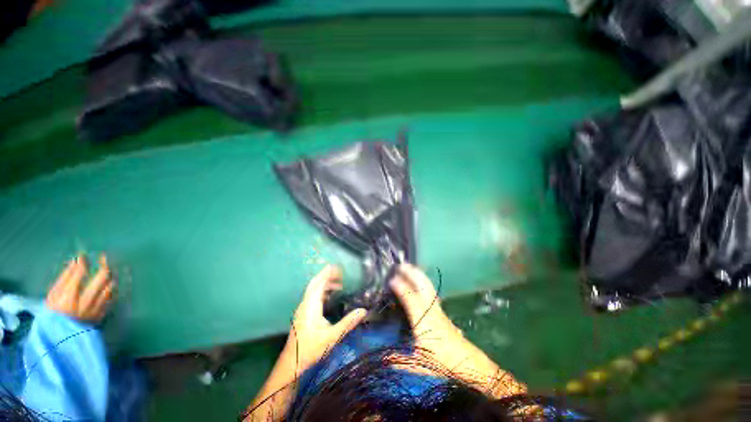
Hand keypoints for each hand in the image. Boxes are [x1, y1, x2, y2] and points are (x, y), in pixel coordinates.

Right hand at [45, 254, 114, 322]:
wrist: (60, 338)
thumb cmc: (53, 314)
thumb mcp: (53, 295)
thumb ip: (65, 278)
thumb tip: (76, 261)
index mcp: (68, 297)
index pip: (81, 273)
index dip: (84, 262)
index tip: (84, 256)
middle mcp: (85, 302)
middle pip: (102, 277)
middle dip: (105, 264)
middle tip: (104, 257)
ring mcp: (96, 309)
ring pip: (111, 286)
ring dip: (110, 276)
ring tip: (107, 269)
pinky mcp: (102, 314)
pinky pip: (111, 297)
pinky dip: (111, 287)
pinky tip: (109, 283)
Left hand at [285, 265, 366, 372]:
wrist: (292, 362)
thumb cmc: (311, 348)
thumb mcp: (332, 336)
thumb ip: (348, 323)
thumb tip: (363, 310)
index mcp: (311, 305)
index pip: (318, 283)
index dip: (327, 273)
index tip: (338, 267)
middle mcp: (305, 303)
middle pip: (315, 283)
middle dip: (327, 276)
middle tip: (341, 274)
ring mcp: (303, 308)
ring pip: (313, 289)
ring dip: (325, 283)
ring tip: (339, 285)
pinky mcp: (303, 313)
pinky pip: (313, 296)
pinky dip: (322, 291)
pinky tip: (330, 297)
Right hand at [390, 263, 525, 396]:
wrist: (465, 360)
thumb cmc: (441, 360)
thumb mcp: (418, 363)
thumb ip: (399, 359)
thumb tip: (383, 358)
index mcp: (422, 319)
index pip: (410, 297)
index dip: (400, 286)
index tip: (391, 279)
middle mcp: (429, 309)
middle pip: (421, 285)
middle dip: (411, 272)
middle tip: (401, 264)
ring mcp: (436, 307)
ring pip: (427, 285)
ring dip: (418, 274)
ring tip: (409, 267)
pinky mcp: (440, 309)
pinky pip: (430, 290)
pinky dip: (423, 281)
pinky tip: (419, 280)